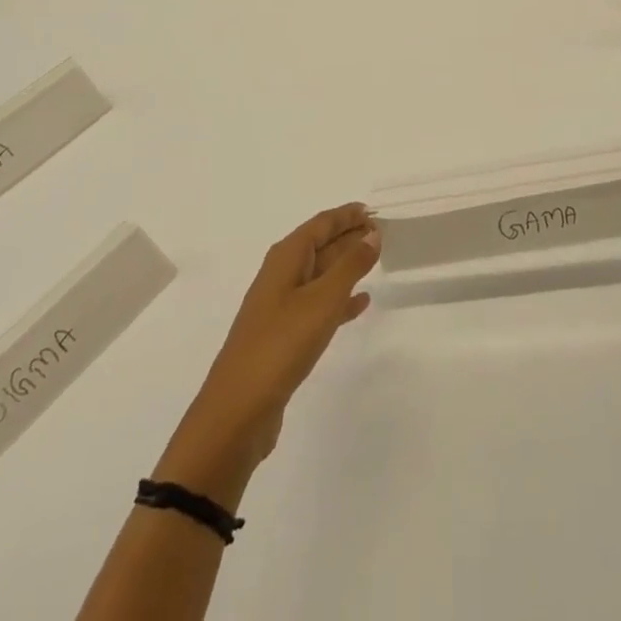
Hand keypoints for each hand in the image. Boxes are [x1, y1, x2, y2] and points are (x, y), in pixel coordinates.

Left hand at [155, 204, 379, 505]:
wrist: (238, 411)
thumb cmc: (280, 344)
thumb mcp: (322, 301)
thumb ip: (350, 265)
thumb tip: (372, 233)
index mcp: (286, 258)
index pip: (321, 224)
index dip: (347, 215)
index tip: (374, 210)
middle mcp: (281, 275)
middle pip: (320, 245)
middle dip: (349, 237)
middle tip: (382, 233)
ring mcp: (282, 306)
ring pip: (321, 275)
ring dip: (347, 266)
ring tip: (377, 261)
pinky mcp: (285, 336)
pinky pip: (319, 305)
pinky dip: (340, 299)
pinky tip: (361, 303)